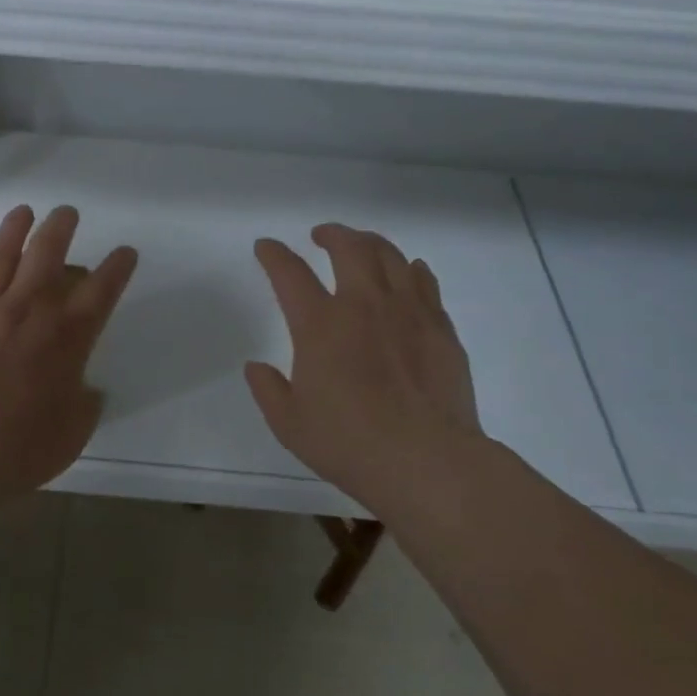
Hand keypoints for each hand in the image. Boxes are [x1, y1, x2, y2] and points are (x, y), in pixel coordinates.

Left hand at [0, 205, 137, 498]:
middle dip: (61, 228)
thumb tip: (87, 389)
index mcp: (66, 338)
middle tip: (67, 213)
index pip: (102, 291)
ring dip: (15, 228)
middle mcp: (28, 310)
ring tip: (23, 211)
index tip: (125, 252)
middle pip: (48, 254)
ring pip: (1, 254)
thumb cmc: (17, 451)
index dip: (117, 268)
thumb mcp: (71, 435)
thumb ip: (84, 405)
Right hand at [245, 224, 484, 506]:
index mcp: (320, 325)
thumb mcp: (290, 424)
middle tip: (322, 236)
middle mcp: (364, 305)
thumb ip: (268, 390)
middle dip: (331, 234)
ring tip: (362, 246)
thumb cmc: (349, 444)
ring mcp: (408, 312)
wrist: (426, 461)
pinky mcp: (440, 328)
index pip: (290, 274)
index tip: (266, 246)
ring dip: (371, 243)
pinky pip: (425, 282)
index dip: (274, 255)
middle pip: (349, 248)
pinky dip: (411, 269)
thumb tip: (256, 367)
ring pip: (391, 256)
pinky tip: (409, 272)